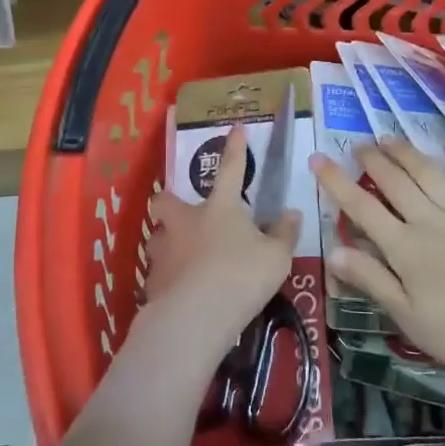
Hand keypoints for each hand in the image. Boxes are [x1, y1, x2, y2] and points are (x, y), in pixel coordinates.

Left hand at [144, 123, 301, 353]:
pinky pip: (157, 274)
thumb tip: (292, 213)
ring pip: (157, 238)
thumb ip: (284, 234)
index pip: (232, 169)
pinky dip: (166, 280)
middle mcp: (186, 221)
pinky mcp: (152, 282)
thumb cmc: (241, 277)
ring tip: (179, 258)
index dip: (236, 148)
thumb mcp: (276, 258)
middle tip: (181, 214)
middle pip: (167, 201)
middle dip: (169, 202)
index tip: (236, 128)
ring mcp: (165, 250)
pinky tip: (177, 293)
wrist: (195, 317)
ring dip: (166, 243)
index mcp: (220, 208)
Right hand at [313, 137, 444, 395]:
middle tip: (358, 144)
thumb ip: (372, 280)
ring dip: (406, 152)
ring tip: (389, 137)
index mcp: (404, 248)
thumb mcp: (408, 318)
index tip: (318, 158)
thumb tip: (333, 251)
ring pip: (428, 173)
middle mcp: (429, 221)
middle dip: (372, 160)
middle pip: (394, 182)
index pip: (361, 207)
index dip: (337, 182)